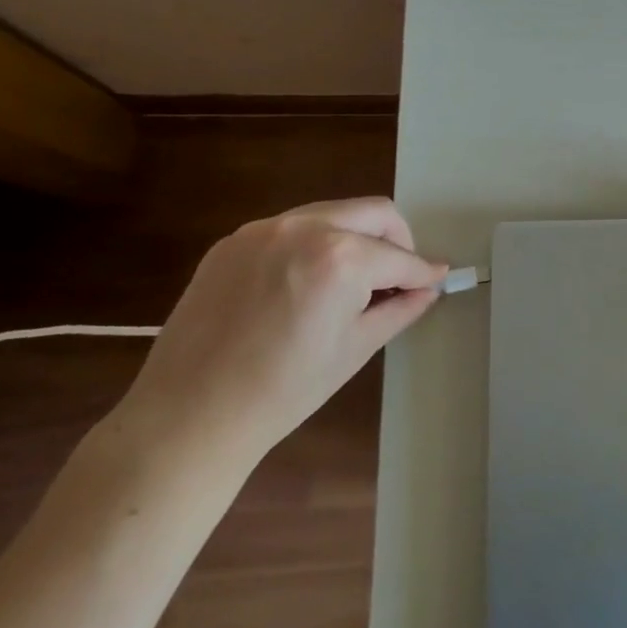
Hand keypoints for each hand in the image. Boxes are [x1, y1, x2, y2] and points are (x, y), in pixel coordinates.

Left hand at [116, 197, 445, 468]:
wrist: (190, 415)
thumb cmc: (285, 390)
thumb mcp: (356, 348)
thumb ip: (400, 308)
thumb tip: (429, 288)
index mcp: (341, 258)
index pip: (400, 257)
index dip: (423, 272)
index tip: (436, 279)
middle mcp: (305, 228)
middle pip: (374, 212)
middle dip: (397, 240)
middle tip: (397, 277)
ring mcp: (264, 230)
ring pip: (333, 214)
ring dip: (355, 237)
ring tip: (351, 281)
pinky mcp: (233, 241)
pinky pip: (291, 228)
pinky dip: (313, 245)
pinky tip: (305, 284)